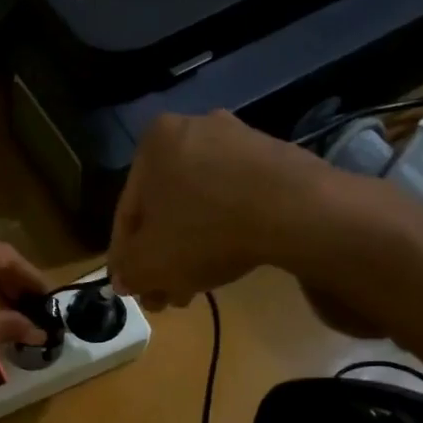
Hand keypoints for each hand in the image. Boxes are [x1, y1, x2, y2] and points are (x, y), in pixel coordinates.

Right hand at [108, 112, 401, 334]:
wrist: (298, 212)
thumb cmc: (206, 231)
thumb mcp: (150, 263)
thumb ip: (128, 271)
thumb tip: (124, 279)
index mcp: (154, 142)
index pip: (128, 210)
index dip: (126, 256)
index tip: (133, 287)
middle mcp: (194, 128)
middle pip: (167, 206)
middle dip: (164, 255)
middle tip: (167, 294)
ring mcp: (239, 139)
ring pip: (201, 204)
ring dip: (192, 247)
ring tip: (196, 287)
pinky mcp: (275, 157)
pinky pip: (235, 198)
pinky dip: (226, 230)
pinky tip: (229, 261)